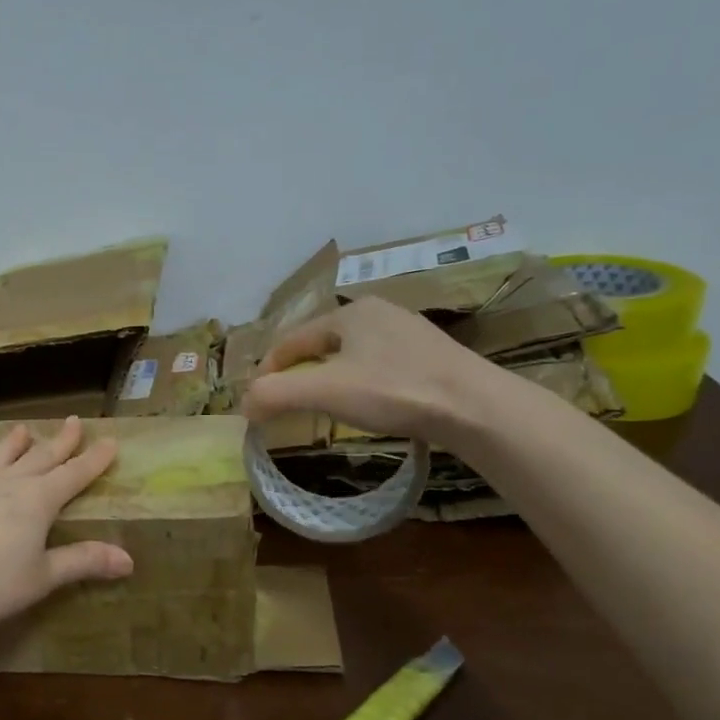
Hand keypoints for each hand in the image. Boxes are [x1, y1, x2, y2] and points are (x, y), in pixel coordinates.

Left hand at [0, 417, 133, 641]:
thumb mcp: (43, 577)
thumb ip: (84, 561)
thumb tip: (129, 559)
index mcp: (37, 501)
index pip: (74, 474)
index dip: (94, 459)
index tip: (109, 440)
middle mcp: (6, 482)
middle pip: (40, 456)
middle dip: (60, 441)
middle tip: (73, 422)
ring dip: (14, 442)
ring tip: (23, 430)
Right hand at [241, 296, 500, 438]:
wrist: (475, 407)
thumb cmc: (393, 390)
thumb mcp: (324, 392)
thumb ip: (275, 394)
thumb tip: (244, 405)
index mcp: (350, 312)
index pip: (292, 339)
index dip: (268, 368)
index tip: (256, 398)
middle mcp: (379, 313)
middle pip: (321, 344)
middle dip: (299, 371)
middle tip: (286, 401)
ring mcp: (409, 333)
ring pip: (352, 354)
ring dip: (330, 377)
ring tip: (322, 405)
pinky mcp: (432, 357)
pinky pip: (380, 366)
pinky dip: (361, 383)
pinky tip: (368, 404)